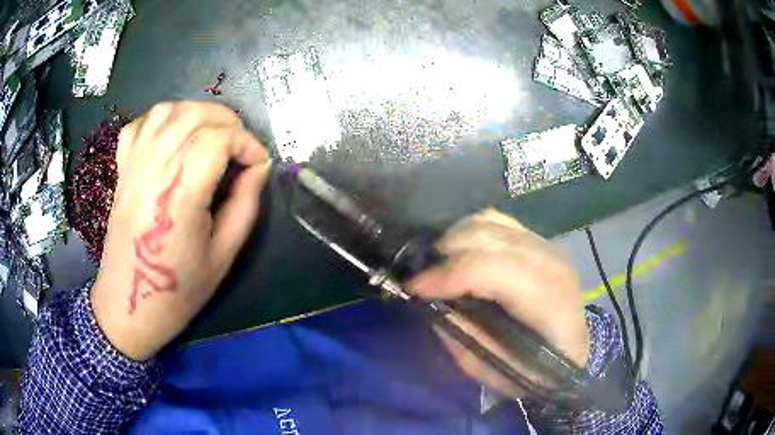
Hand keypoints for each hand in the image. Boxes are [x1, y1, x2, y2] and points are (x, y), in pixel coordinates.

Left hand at [91, 101, 270, 360]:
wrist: (129, 306)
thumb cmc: (178, 291)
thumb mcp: (223, 256)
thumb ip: (244, 206)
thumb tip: (258, 168)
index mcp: (180, 194)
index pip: (218, 138)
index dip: (246, 142)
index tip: (258, 163)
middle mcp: (153, 169)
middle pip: (193, 115)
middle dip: (227, 121)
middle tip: (241, 146)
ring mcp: (133, 167)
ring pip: (167, 111)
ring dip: (196, 112)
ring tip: (212, 134)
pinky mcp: (121, 171)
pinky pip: (139, 126)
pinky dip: (161, 120)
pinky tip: (173, 136)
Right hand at [410, 209, 588, 396]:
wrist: (572, 350)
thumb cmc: (535, 369)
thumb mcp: (493, 368)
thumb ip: (462, 334)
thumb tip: (432, 302)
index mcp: (547, 301)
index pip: (491, 270)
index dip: (447, 276)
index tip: (413, 288)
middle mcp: (550, 263)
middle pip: (487, 238)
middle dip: (444, 254)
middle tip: (422, 278)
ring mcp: (547, 245)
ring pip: (490, 222)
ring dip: (456, 238)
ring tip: (438, 263)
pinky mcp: (540, 240)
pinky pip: (498, 221)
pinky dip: (472, 230)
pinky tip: (461, 249)